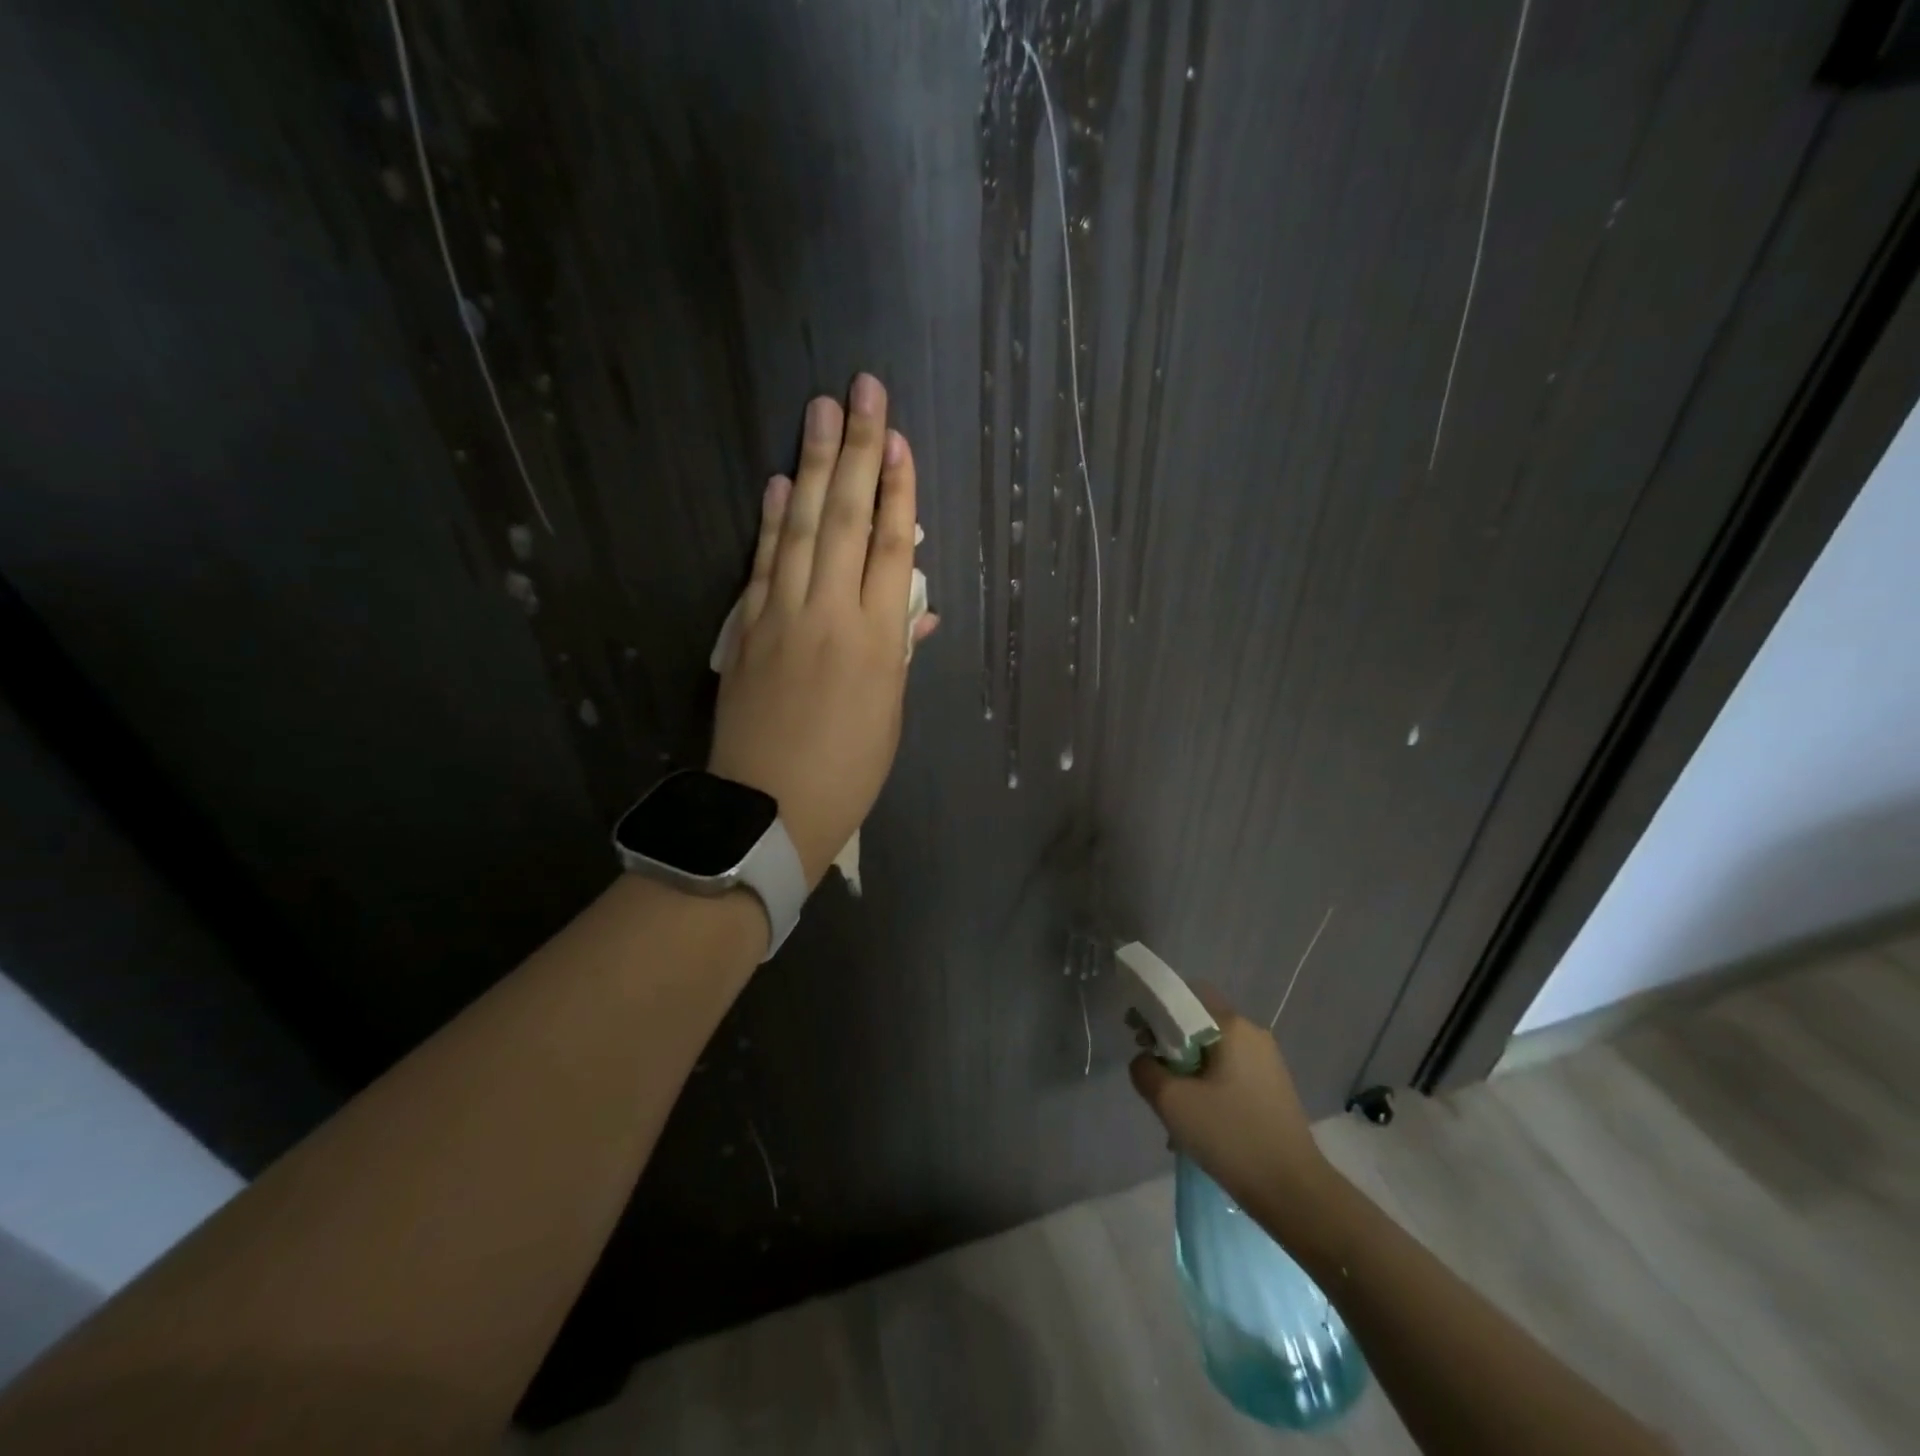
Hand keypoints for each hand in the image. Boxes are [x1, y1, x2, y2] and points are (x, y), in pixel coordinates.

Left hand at [709, 374, 938, 886]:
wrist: (770, 808)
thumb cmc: (848, 770)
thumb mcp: (890, 714)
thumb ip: (900, 652)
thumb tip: (914, 608)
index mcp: (879, 640)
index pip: (894, 548)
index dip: (900, 491)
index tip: (900, 442)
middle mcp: (832, 614)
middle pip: (848, 520)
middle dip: (859, 452)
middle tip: (863, 392)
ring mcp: (783, 616)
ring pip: (802, 528)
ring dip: (812, 467)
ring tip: (821, 412)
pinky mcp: (748, 628)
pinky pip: (763, 563)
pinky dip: (771, 521)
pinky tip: (778, 485)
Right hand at [1130, 990, 1332, 1223]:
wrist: (1294, 1193)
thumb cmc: (1231, 1136)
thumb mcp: (1172, 1102)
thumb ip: (1145, 1070)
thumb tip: (1145, 1061)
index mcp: (1232, 1026)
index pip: (1186, 994)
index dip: (1155, 1008)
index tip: (1136, 1033)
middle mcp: (1253, 1034)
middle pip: (1199, 1022)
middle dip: (1169, 1040)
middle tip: (1150, 1068)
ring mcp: (1267, 1062)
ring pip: (1213, 1050)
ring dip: (1187, 1067)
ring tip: (1172, 1104)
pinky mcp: (1272, 1089)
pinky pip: (1229, 1072)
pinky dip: (1207, 1084)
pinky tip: (1197, 1119)